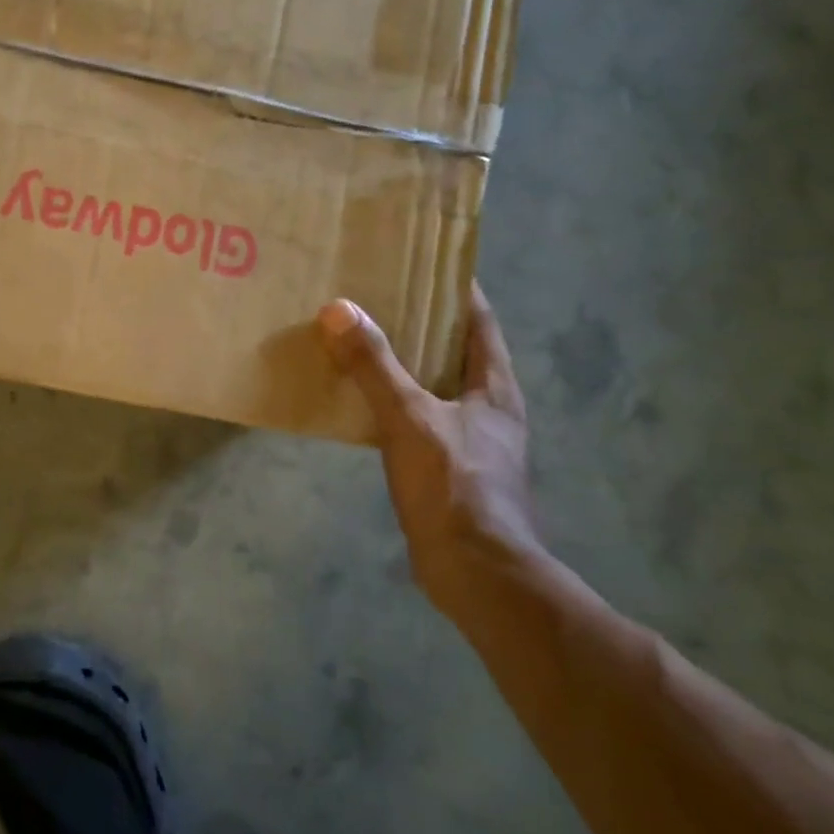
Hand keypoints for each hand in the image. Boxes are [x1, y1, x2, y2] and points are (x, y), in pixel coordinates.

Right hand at [317, 285, 540, 606]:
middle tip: (373, 293)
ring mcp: (470, 440)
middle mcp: (487, 407)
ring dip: (402, 361)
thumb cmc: (454, 486)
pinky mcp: (448, 468)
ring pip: (433, 384)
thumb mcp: (410, 418)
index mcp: (493, 386)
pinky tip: (358, 398)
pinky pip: (416, 417)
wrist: (477, 574)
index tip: (419, 259)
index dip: (455, 286)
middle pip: (454, 348)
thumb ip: (374, 365)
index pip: (478, 318)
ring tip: (358, 337)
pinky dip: (391, 400)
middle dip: (419, 320)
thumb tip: (340, 309)